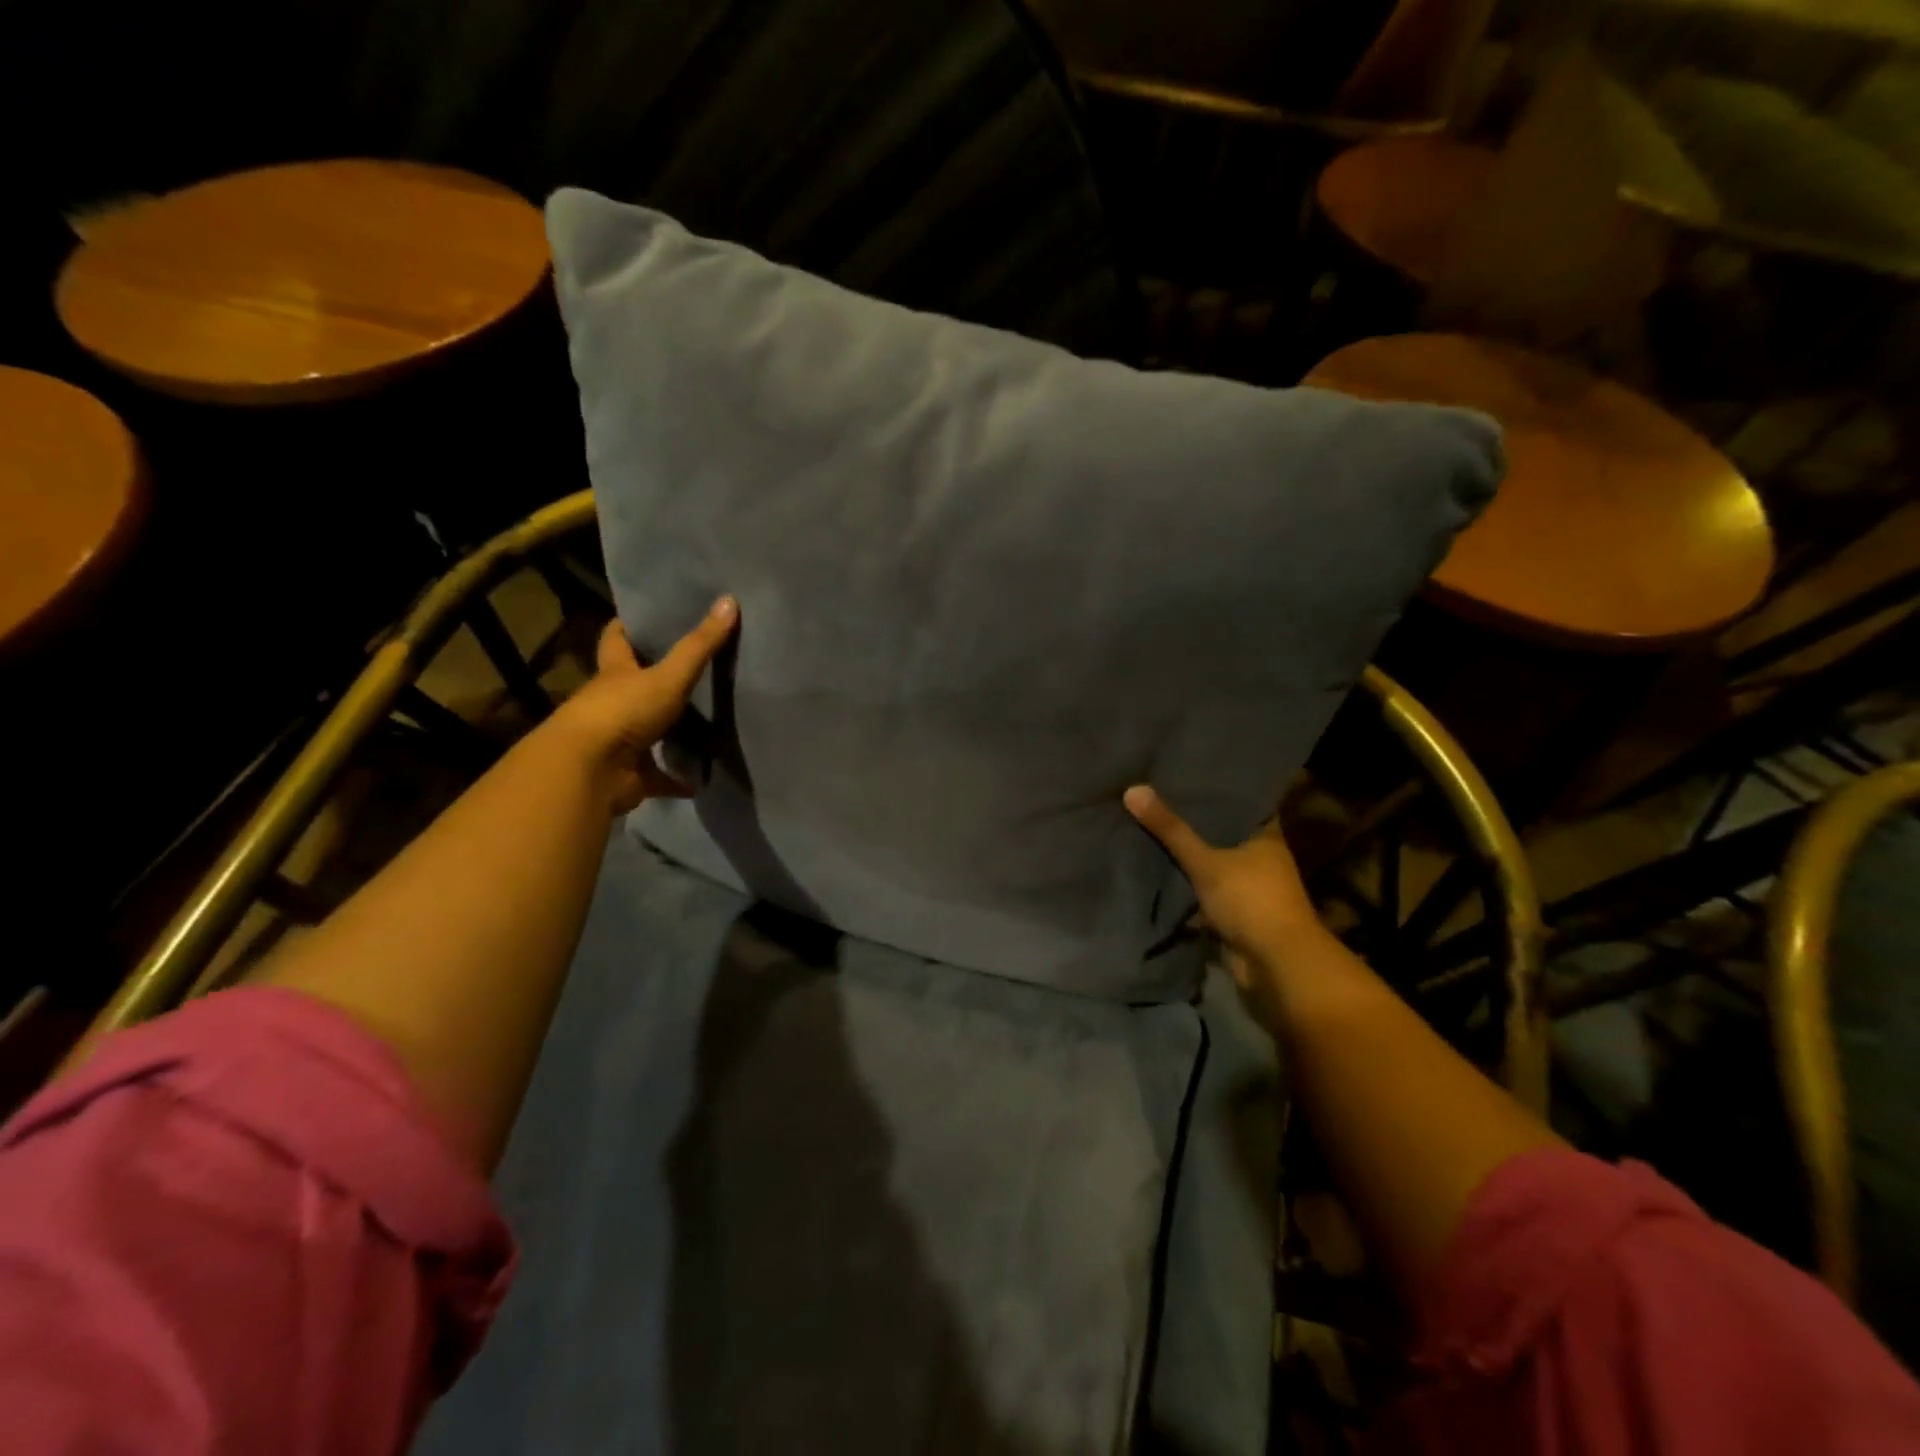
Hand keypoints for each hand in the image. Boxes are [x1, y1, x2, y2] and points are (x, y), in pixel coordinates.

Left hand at [557, 597, 738, 814]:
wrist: (590, 771)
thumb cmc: (623, 711)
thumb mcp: (668, 675)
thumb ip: (700, 644)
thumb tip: (729, 600)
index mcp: (615, 674)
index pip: (616, 641)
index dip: (627, 627)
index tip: (645, 617)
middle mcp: (613, 704)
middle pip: (632, 685)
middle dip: (654, 679)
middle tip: (690, 668)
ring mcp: (620, 741)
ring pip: (648, 732)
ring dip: (670, 733)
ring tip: (704, 724)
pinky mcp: (631, 775)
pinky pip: (660, 776)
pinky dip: (678, 780)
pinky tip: (701, 780)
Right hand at [1123, 785, 1327, 987]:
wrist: (1276, 965)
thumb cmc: (1250, 901)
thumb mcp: (1206, 861)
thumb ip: (1170, 829)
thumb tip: (1133, 788)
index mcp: (1265, 835)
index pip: (1240, 800)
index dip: (1214, 788)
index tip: (1183, 772)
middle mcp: (1260, 856)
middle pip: (1221, 831)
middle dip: (1191, 820)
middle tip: (1153, 794)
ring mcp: (1247, 885)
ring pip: (1210, 861)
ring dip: (1186, 853)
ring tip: (1146, 825)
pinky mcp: (1233, 911)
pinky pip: (1203, 888)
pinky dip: (1184, 882)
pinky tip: (1154, 866)